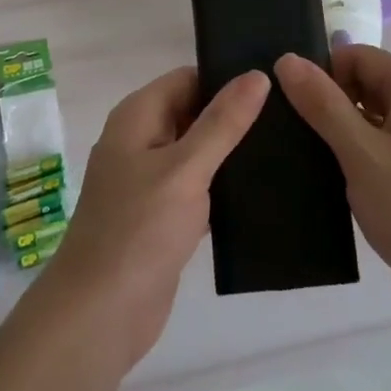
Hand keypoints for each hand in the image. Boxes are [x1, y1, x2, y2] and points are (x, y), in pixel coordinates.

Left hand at [25, 67, 269, 374]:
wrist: (100, 314)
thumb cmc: (139, 230)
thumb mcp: (186, 168)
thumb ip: (222, 122)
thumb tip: (256, 75)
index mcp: (138, 116)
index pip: (188, 78)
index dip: (226, 78)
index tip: (274, 83)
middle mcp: (140, 141)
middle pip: (193, 112)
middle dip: (233, 115)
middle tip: (290, 116)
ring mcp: (149, 181)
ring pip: (198, 152)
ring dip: (231, 152)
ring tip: (287, 147)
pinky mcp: (161, 216)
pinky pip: (198, 187)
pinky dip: (222, 187)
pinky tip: (263, 190)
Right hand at [275, 47, 390, 332]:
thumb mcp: (362, 154)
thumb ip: (323, 104)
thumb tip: (286, 59)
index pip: (356, 56)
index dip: (321, 73)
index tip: (286, 104)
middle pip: (363, 85)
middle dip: (326, 104)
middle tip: (285, 131)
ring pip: (367, 121)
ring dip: (336, 135)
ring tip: (295, 155)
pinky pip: (377, 151)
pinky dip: (352, 159)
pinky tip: (323, 180)